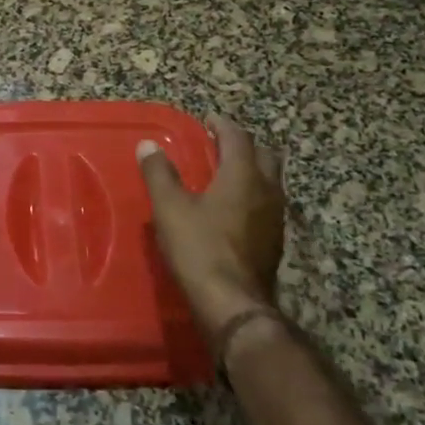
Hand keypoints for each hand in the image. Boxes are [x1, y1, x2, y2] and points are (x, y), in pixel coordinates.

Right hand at [138, 117, 285, 341]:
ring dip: (252, 171)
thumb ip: (159, 173)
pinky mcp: (275, 242)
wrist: (233, 304)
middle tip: (220, 145)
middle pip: (265, 155)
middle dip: (244, 145)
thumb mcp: (170, 208)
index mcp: (243, 175)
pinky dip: (253, 195)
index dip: (223, 125)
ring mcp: (276, 218)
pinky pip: (268, 205)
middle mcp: (267, 191)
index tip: (208, 120)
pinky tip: (234, 210)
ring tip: (226, 175)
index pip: (239, 137)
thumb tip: (148, 145)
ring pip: (271, 181)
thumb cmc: (200, 248)